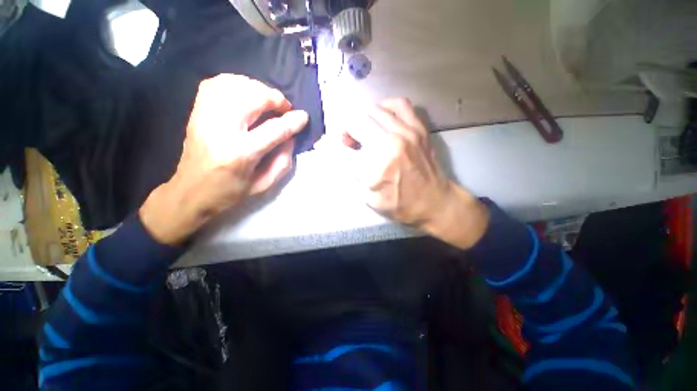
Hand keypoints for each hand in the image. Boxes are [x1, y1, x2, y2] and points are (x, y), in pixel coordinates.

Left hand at [140, 74, 308, 244]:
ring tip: (267, 100)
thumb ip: (283, 161)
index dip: (293, 121)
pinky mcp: (196, 112)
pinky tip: (245, 93)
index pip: (274, 129)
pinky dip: (235, 83)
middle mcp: (221, 130)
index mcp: (241, 153)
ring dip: (257, 88)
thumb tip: (291, 137)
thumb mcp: (264, 185)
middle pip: (252, 98)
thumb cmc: (230, 192)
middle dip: (275, 98)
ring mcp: (205, 117)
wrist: (190, 192)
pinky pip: (215, 83)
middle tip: (284, 108)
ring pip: (234, 85)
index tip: (304, 117)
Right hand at [327, 98, 488, 248]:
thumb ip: (348, 173)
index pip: (338, 150)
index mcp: (374, 170)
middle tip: (348, 142)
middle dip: (344, 130)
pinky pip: (397, 103)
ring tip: (364, 133)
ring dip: (361, 120)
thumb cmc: (400, 205)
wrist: (435, 201)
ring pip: (371, 110)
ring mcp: (406, 133)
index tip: (323, 145)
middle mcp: (389, 146)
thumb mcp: (369, 198)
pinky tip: (382, 119)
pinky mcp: (418, 128)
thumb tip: (330, 151)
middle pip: (354, 121)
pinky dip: (384, 107)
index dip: (326, 146)